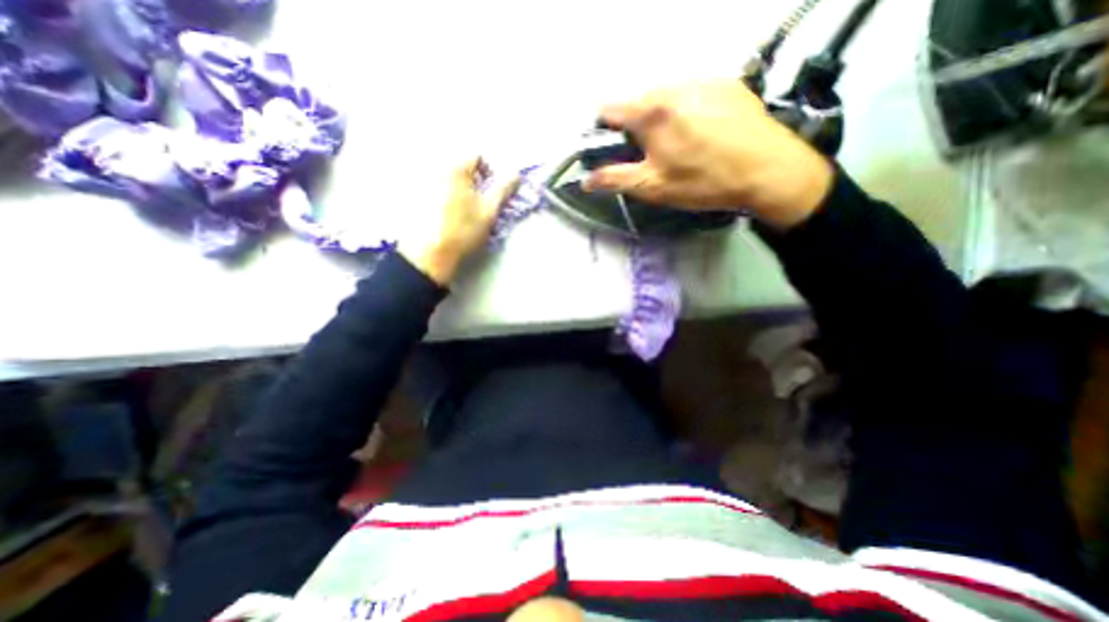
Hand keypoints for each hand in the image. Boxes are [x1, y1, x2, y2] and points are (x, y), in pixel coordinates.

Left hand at [402, 159, 523, 285]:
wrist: (430, 255)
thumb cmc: (463, 231)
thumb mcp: (489, 211)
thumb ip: (503, 190)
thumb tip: (516, 174)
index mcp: (456, 169)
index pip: (477, 156)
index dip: (490, 172)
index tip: (491, 192)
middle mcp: (436, 169)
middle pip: (462, 166)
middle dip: (475, 182)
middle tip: (480, 204)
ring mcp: (423, 183)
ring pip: (450, 179)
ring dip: (461, 190)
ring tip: (464, 212)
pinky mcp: (416, 198)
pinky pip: (437, 189)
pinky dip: (447, 197)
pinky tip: (448, 216)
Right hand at [588, 80, 830, 227]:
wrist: (768, 171)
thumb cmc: (703, 181)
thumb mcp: (652, 187)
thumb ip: (614, 180)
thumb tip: (586, 181)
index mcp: (651, 111)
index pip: (608, 108)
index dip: (602, 129)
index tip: (610, 147)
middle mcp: (674, 86)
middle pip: (637, 102)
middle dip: (634, 127)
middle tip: (649, 154)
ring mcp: (703, 80)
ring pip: (664, 96)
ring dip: (660, 118)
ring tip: (678, 145)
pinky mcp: (727, 83)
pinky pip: (692, 93)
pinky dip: (686, 111)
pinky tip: (702, 133)